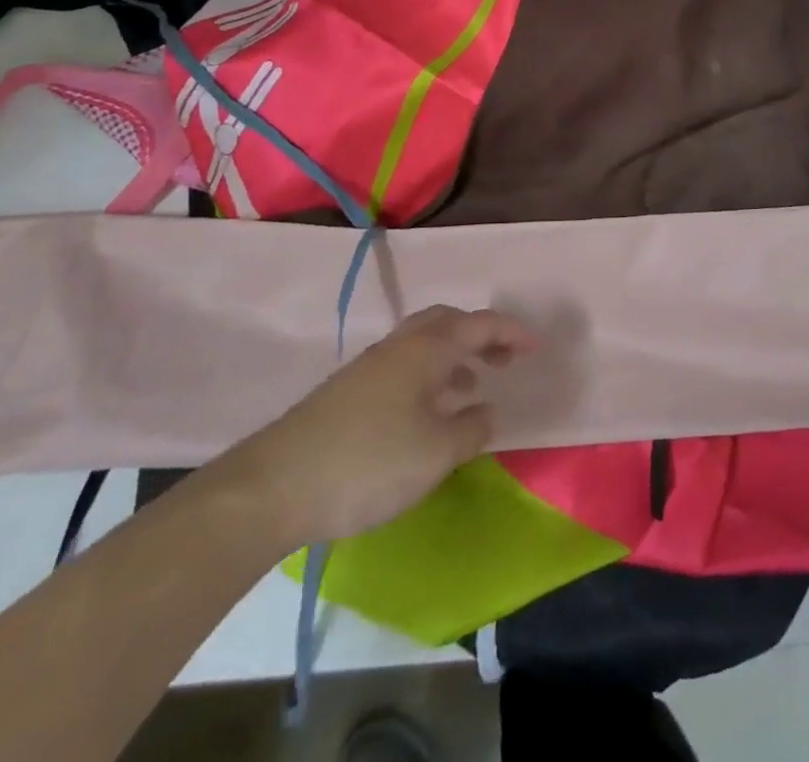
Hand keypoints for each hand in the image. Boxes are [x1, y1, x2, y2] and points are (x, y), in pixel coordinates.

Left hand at [217, 305, 537, 550]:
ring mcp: (369, 367)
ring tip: (472, 385)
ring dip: (454, 354)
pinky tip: (427, 411)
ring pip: (423, 343)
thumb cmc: (368, 463)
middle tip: (503, 359)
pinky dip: (429, 374)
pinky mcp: (347, 392)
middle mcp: (399, 347)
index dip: (513, 332)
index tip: (536, 349)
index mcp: (427, 350)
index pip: (481, 325)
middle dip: (481, 334)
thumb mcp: (436, 454)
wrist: (273, 488)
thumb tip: (488, 410)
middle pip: (448, 321)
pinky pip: (403, 365)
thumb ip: (472, 428)